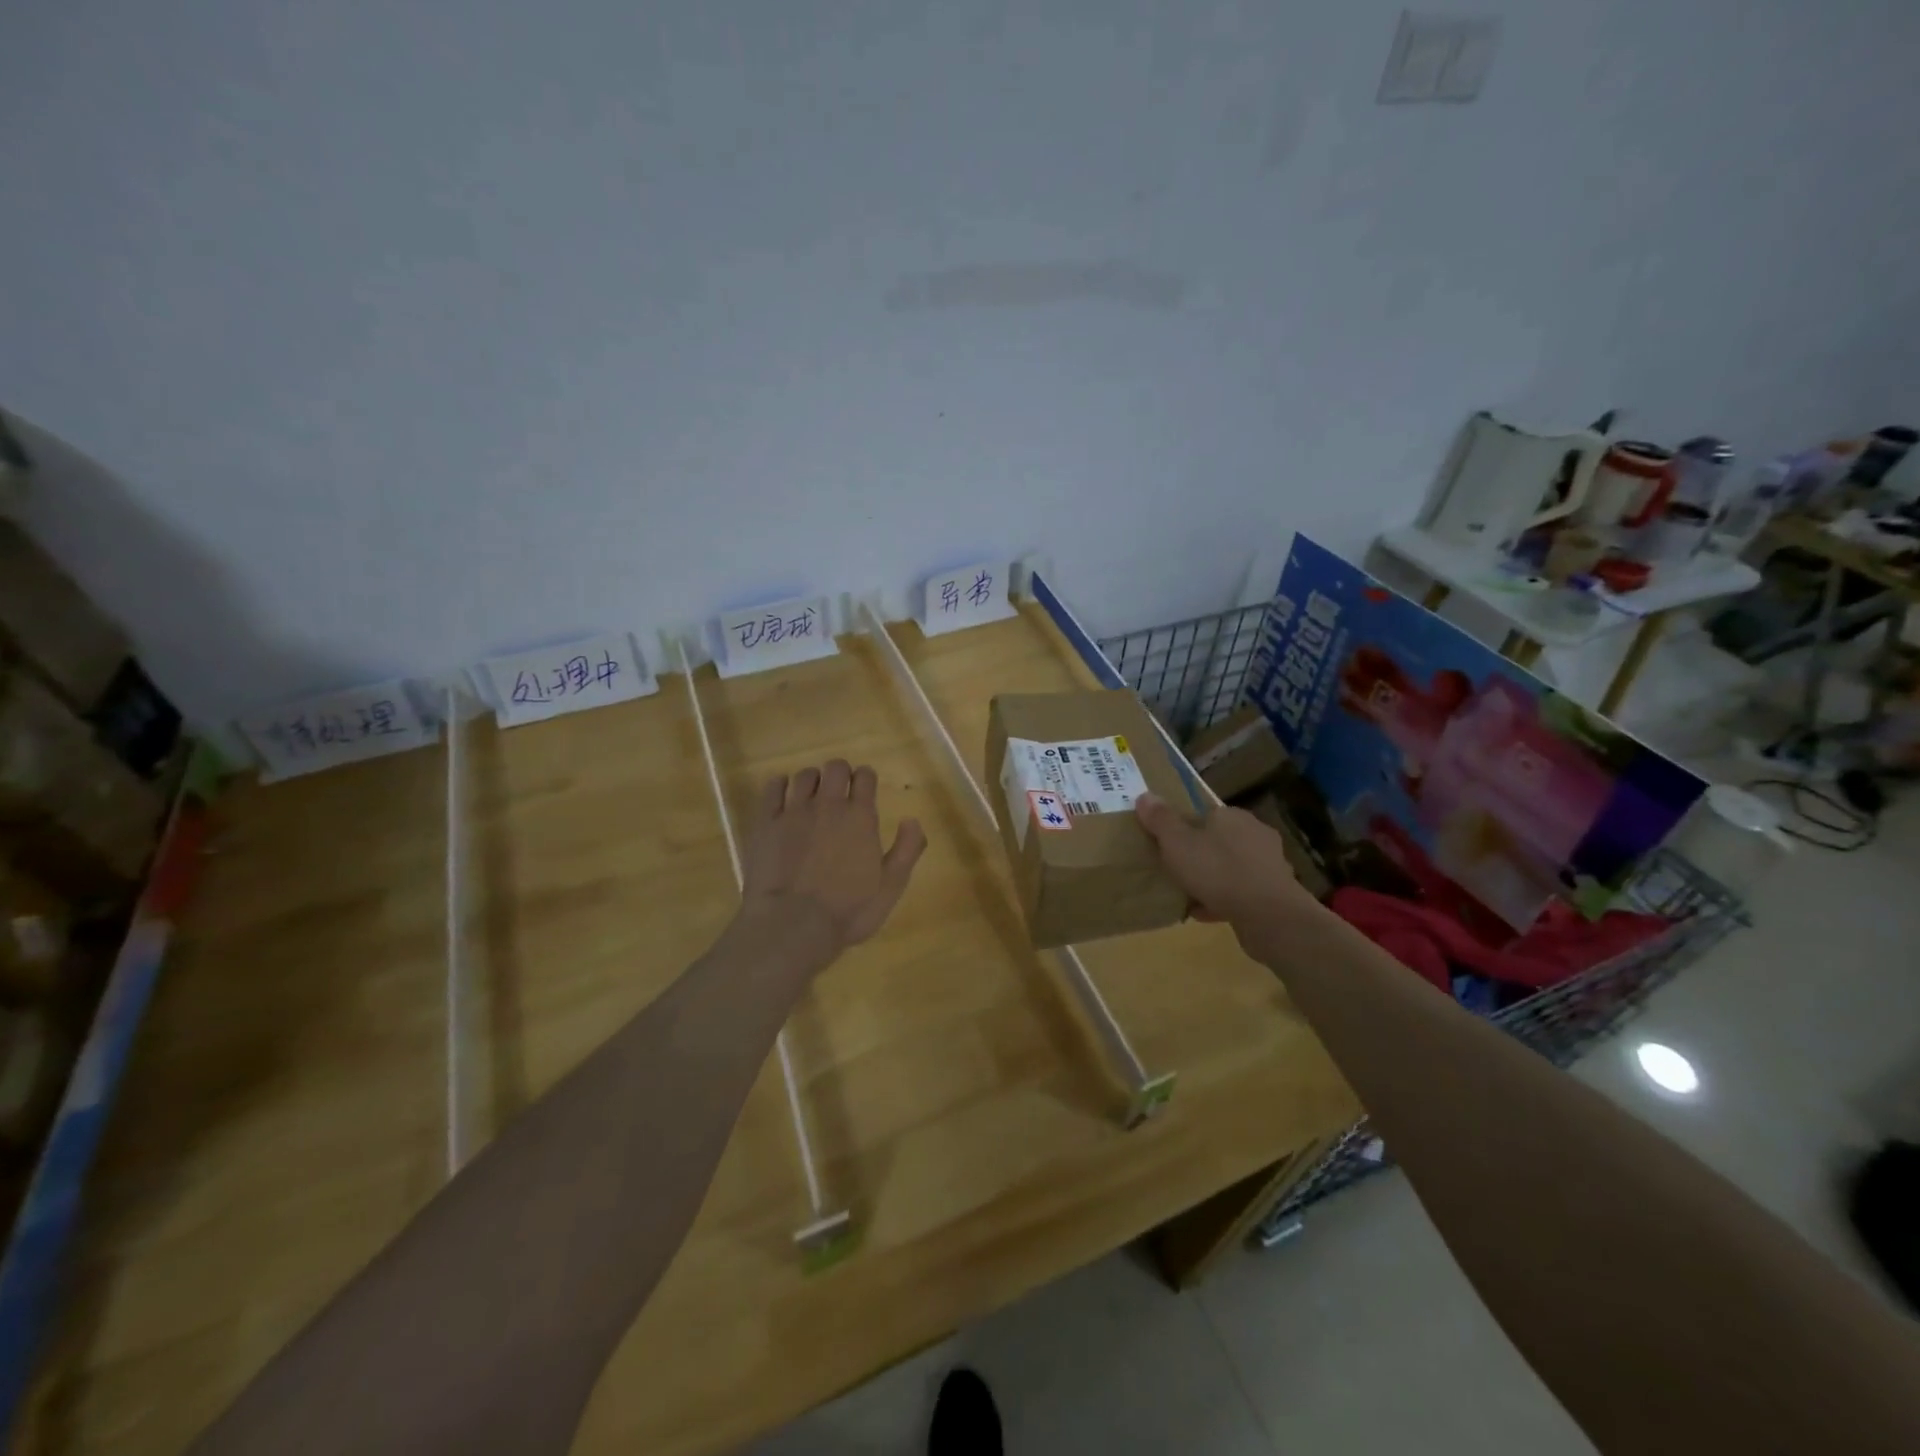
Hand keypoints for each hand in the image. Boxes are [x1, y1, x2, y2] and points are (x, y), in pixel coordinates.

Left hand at [738, 759, 926, 966]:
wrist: (791, 925)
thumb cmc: (847, 911)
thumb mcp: (890, 887)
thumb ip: (907, 850)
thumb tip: (912, 820)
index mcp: (860, 817)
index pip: (865, 777)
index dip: (866, 779)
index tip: (865, 790)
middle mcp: (828, 805)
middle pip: (835, 767)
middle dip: (840, 774)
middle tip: (839, 792)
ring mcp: (793, 812)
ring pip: (804, 775)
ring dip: (812, 780)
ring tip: (811, 796)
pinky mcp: (765, 823)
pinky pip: (772, 788)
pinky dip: (779, 785)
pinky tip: (782, 794)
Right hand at [1134, 794, 1322, 956]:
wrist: (1268, 915)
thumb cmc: (1217, 870)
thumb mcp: (1177, 843)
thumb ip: (1160, 819)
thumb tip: (1144, 795)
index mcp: (1232, 815)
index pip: (1204, 814)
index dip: (1184, 829)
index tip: (1168, 847)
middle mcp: (1255, 833)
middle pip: (1218, 840)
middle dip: (1198, 855)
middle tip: (1176, 871)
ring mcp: (1269, 863)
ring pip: (1231, 867)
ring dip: (1211, 880)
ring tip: (1188, 896)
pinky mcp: (1276, 891)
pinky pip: (1241, 891)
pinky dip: (1224, 899)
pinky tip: (1205, 914)